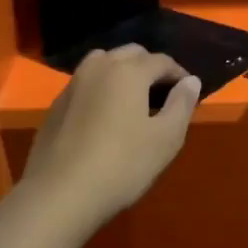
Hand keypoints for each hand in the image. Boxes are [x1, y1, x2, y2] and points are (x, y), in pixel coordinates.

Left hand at [18, 45, 200, 229]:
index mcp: (128, 71)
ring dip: (122, 72)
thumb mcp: (165, 139)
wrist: (59, 194)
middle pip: (130, 54)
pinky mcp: (56, 105)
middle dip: (150, 67)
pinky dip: (101, 89)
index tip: (189, 93)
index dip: (179, 74)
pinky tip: (104, 116)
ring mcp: (73, 84)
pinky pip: (86, 84)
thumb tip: (191, 80)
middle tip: (163, 93)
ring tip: (134, 100)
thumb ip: (181, 104)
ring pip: (103, 64)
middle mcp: (98, 67)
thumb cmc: (122, 165)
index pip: (162, 61)